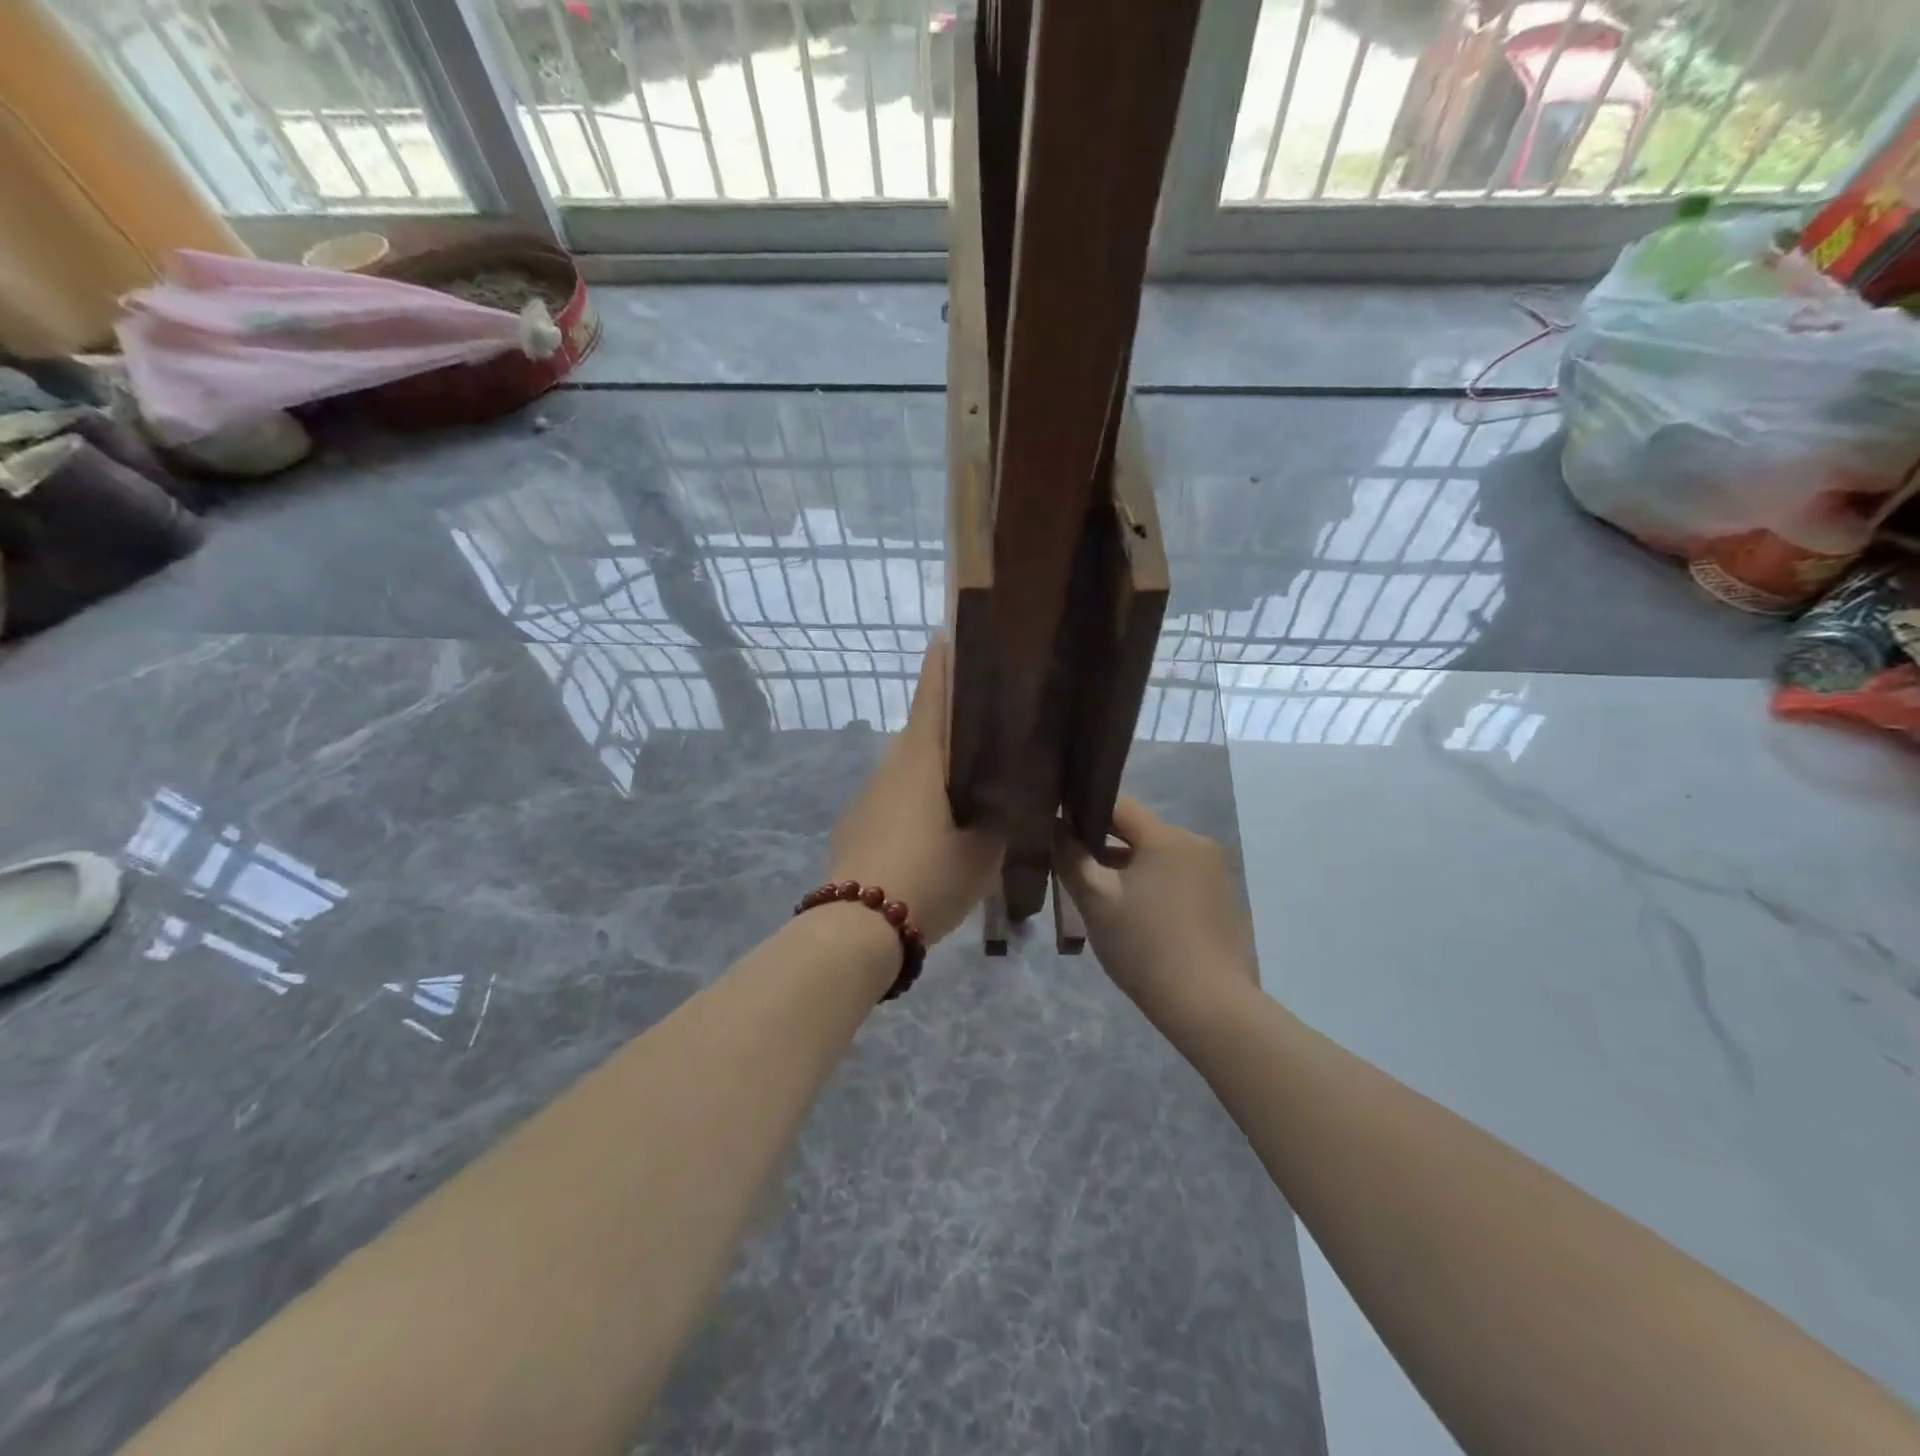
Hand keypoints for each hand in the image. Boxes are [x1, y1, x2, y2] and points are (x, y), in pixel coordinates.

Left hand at [829, 638, 1002, 944]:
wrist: (858, 928)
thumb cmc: (930, 876)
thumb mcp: (983, 849)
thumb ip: (1002, 816)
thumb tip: (1014, 796)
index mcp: (920, 760)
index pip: (932, 697)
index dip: (943, 666)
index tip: (949, 636)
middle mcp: (889, 769)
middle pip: (923, 733)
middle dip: (950, 725)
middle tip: (986, 729)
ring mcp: (867, 798)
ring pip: (909, 771)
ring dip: (935, 770)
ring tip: (968, 789)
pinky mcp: (856, 827)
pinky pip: (894, 801)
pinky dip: (917, 802)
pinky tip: (933, 831)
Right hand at [1052, 798, 1257, 1024]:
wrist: (1210, 1007)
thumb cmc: (1145, 946)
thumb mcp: (1096, 901)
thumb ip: (1071, 858)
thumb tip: (1056, 828)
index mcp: (1168, 837)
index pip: (1118, 805)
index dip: (1084, 812)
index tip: (1059, 831)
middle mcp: (1198, 844)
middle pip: (1140, 832)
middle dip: (1105, 847)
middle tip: (1077, 874)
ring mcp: (1217, 873)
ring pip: (1159, 857)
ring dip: (1130, 869)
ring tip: (1105, 900)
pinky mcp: (1225, 901)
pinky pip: (1179, 878)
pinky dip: (1155, 886)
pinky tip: (1139, 919)